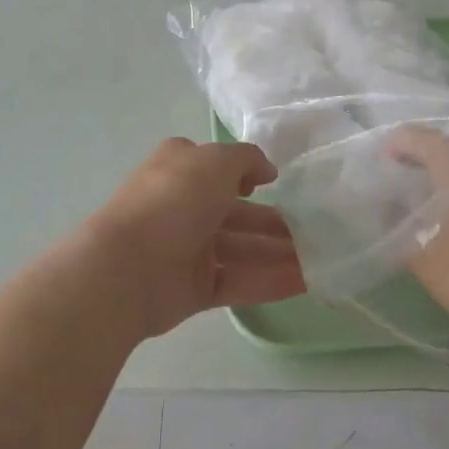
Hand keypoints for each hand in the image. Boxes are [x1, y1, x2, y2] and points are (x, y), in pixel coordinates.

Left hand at [82, 138, 304, 339]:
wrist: (128, 267)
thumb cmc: (173, 198)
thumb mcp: (215, 161)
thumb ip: (247, 159)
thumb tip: (266, 171)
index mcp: (180, 169)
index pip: (215, 167)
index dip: (245, 173)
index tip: (274, 183)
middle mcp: (184, 205)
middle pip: (235, 212)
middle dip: (272, 220)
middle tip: (315, 229)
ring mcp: (188, 248)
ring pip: (241, 249)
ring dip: (279, 252)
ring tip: (319, 258)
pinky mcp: (195, 288)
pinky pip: (238, 282)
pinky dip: (270, 281)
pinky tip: (306, 282)